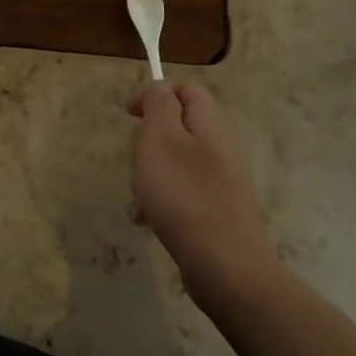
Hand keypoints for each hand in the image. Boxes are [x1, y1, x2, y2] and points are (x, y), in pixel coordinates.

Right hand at [127, 81, 280, 310]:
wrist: (226, 267)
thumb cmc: (185, 194)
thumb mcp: (160, 138)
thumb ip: (159, 104)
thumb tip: (161, 88)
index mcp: (212, 122)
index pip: (186, 89)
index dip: (154, 95)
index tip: (129, 116)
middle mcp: (223, 145)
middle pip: (178, 124)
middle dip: (149, 138)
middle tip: (137, 159)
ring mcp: (224, 179)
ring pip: (177, 159)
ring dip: (152, 171)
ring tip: (140, 196)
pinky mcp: (219, 207)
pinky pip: (184, 189)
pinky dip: (163, 198)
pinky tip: (149, 218)